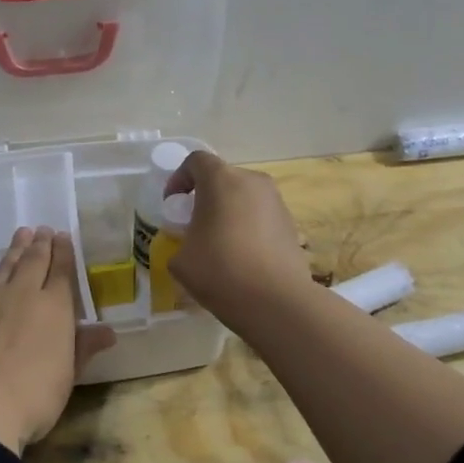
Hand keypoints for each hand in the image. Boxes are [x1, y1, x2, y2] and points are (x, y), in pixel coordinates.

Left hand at [0, 227, 116, 453]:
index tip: (62, 236)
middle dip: (39, 244)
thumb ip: (84, 348)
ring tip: (20, 236)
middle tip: (42, 229)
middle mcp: (21, 293)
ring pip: (3, 267)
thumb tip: (107, 331)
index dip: (63, 252)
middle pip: (32, 261)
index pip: (61, 271)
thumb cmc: (33, 394)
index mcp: (53, 306)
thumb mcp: (67, 375)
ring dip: (13, 251)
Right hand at [161, 151, 312, 322]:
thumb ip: (180, 241)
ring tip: (219, 243)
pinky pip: (260, 216)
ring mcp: (276, 202)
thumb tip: (191, 244)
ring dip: (228, 212)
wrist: (277, 301)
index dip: (179, 178)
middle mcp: (252, 182)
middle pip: (223, 177)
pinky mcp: (291, 224)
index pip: (196, 161)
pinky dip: (247, 227)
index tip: (172, 204)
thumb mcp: (180, 259)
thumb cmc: (220, 271)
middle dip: (205, 196)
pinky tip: (242, 257)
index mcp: (221, 180)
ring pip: (244, 197)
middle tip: (194, 224)